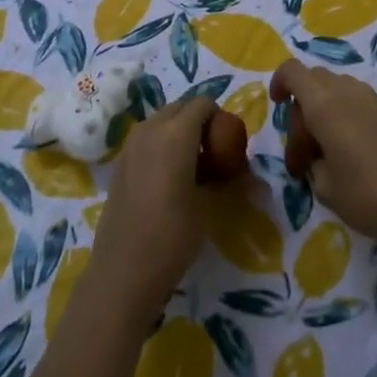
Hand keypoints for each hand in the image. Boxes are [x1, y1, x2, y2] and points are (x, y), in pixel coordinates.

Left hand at [86, 97, 223, 327]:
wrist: (123, 272)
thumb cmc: (172, 236)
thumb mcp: (210, 208)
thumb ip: (230, 183)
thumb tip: (257, 182)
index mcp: (175, 133)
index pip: (203, 104)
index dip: (220, 118)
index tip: (229, 145)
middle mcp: (150, 130)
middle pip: (180, 109)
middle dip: (199, 122)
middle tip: (214, 154)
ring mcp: (130, 146)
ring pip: (161, 122)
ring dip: (179, 133)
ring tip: (193, 169)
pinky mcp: (119, 164)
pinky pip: (147, 140)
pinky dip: (162, 146)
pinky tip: (169, 181)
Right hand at [270, 59, 376, 252]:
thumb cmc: (365, 195)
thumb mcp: (323, 185)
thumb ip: (310, 160)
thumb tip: (315, 156)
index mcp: (324, 104)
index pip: (293, 71)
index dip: (279, 82)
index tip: (277, 106)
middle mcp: (347, 92)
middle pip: (313, 80)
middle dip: (301, 108)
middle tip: (303, 154)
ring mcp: (372, 99)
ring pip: (335, 89)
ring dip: (323, 110)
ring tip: (326, 152)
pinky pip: (355, 100)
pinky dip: (343, 115)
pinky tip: (350, 152)